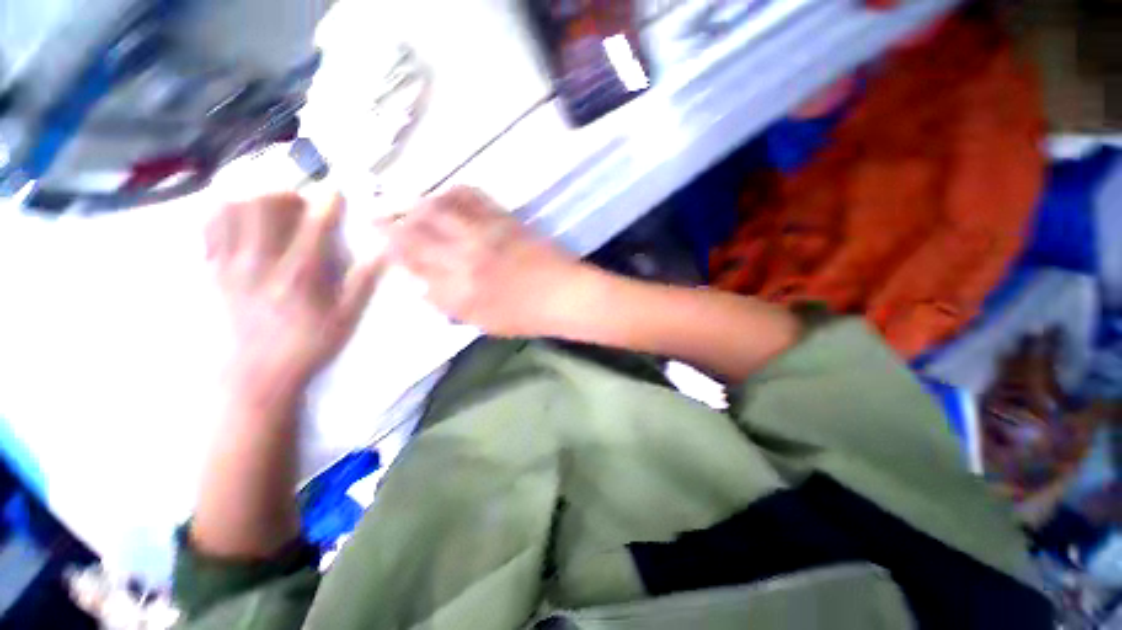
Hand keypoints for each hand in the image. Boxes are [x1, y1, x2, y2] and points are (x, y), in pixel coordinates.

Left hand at [206, 193, 382, 395]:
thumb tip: (383, 252)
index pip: (313, 227)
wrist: (258, 374)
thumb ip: (363, 283)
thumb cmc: (309, 345)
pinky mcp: (212, 272)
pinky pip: (209, 228)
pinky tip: (240, 220)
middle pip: (263, 206)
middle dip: (286, 195)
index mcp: (299, 276)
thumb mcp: (346, 319)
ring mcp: (230, 265)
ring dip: (254, 199)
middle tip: (301, 204)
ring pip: (232, 210)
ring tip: (270, 208)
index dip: (327, 204)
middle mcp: (260, 263)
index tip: (336, 193)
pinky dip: (224, 213)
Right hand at [384, 187, 587, 336]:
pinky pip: (472, 197)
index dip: (393, 253)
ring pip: (437, 209)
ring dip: (416, 204)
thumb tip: (422, 286)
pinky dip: (453, 193)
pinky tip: (445, 194)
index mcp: (458, 291)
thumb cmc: (527, 317)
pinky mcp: (504, 219)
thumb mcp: (483, 323)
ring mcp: (485, 234)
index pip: (413, 266)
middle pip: (416, 233)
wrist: (565, 295)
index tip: (382, 245)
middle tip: (376, 216)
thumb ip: (449, 305)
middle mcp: (464, 258)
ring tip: (407, 204)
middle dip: (389, 224)